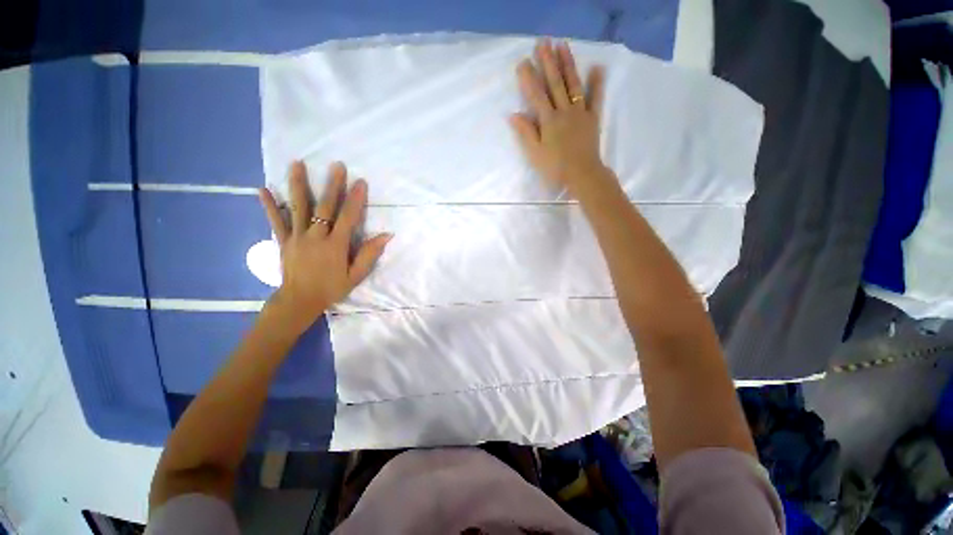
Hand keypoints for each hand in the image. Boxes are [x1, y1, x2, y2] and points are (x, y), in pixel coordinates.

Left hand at [258, 161, 391, 329]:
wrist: (299, 301)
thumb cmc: (331, 288)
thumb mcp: (356, 275)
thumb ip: (370, 254)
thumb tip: (386, 235)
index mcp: (335, 245)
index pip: (348, 217)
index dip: (355, 199)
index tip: (361, 182)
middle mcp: (315, 237)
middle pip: (324, 207)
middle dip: (332, 185)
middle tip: (337, 165)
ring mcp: (296, 237)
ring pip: (298, 207)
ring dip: (298, 184)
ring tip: (297, 163)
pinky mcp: (282, 240)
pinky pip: (276, 221)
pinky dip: (269, 205)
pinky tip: (262, 189)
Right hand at [510, 39, 606, 194]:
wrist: (582, 174)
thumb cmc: (555, 168)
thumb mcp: (535, 154)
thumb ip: (526, 133)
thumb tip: (513, 114)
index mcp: (548, 120)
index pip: (536, 95)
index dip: (528, 78)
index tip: (523, 61)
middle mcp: (564, 111)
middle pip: (555, 83)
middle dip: (548, 62)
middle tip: (543, 42)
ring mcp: (580, 112)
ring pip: (573, 84)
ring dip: (568, 64)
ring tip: (563, 45)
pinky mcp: (593, 118)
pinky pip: (595, 98)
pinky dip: (597, 83)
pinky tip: (598, 67)